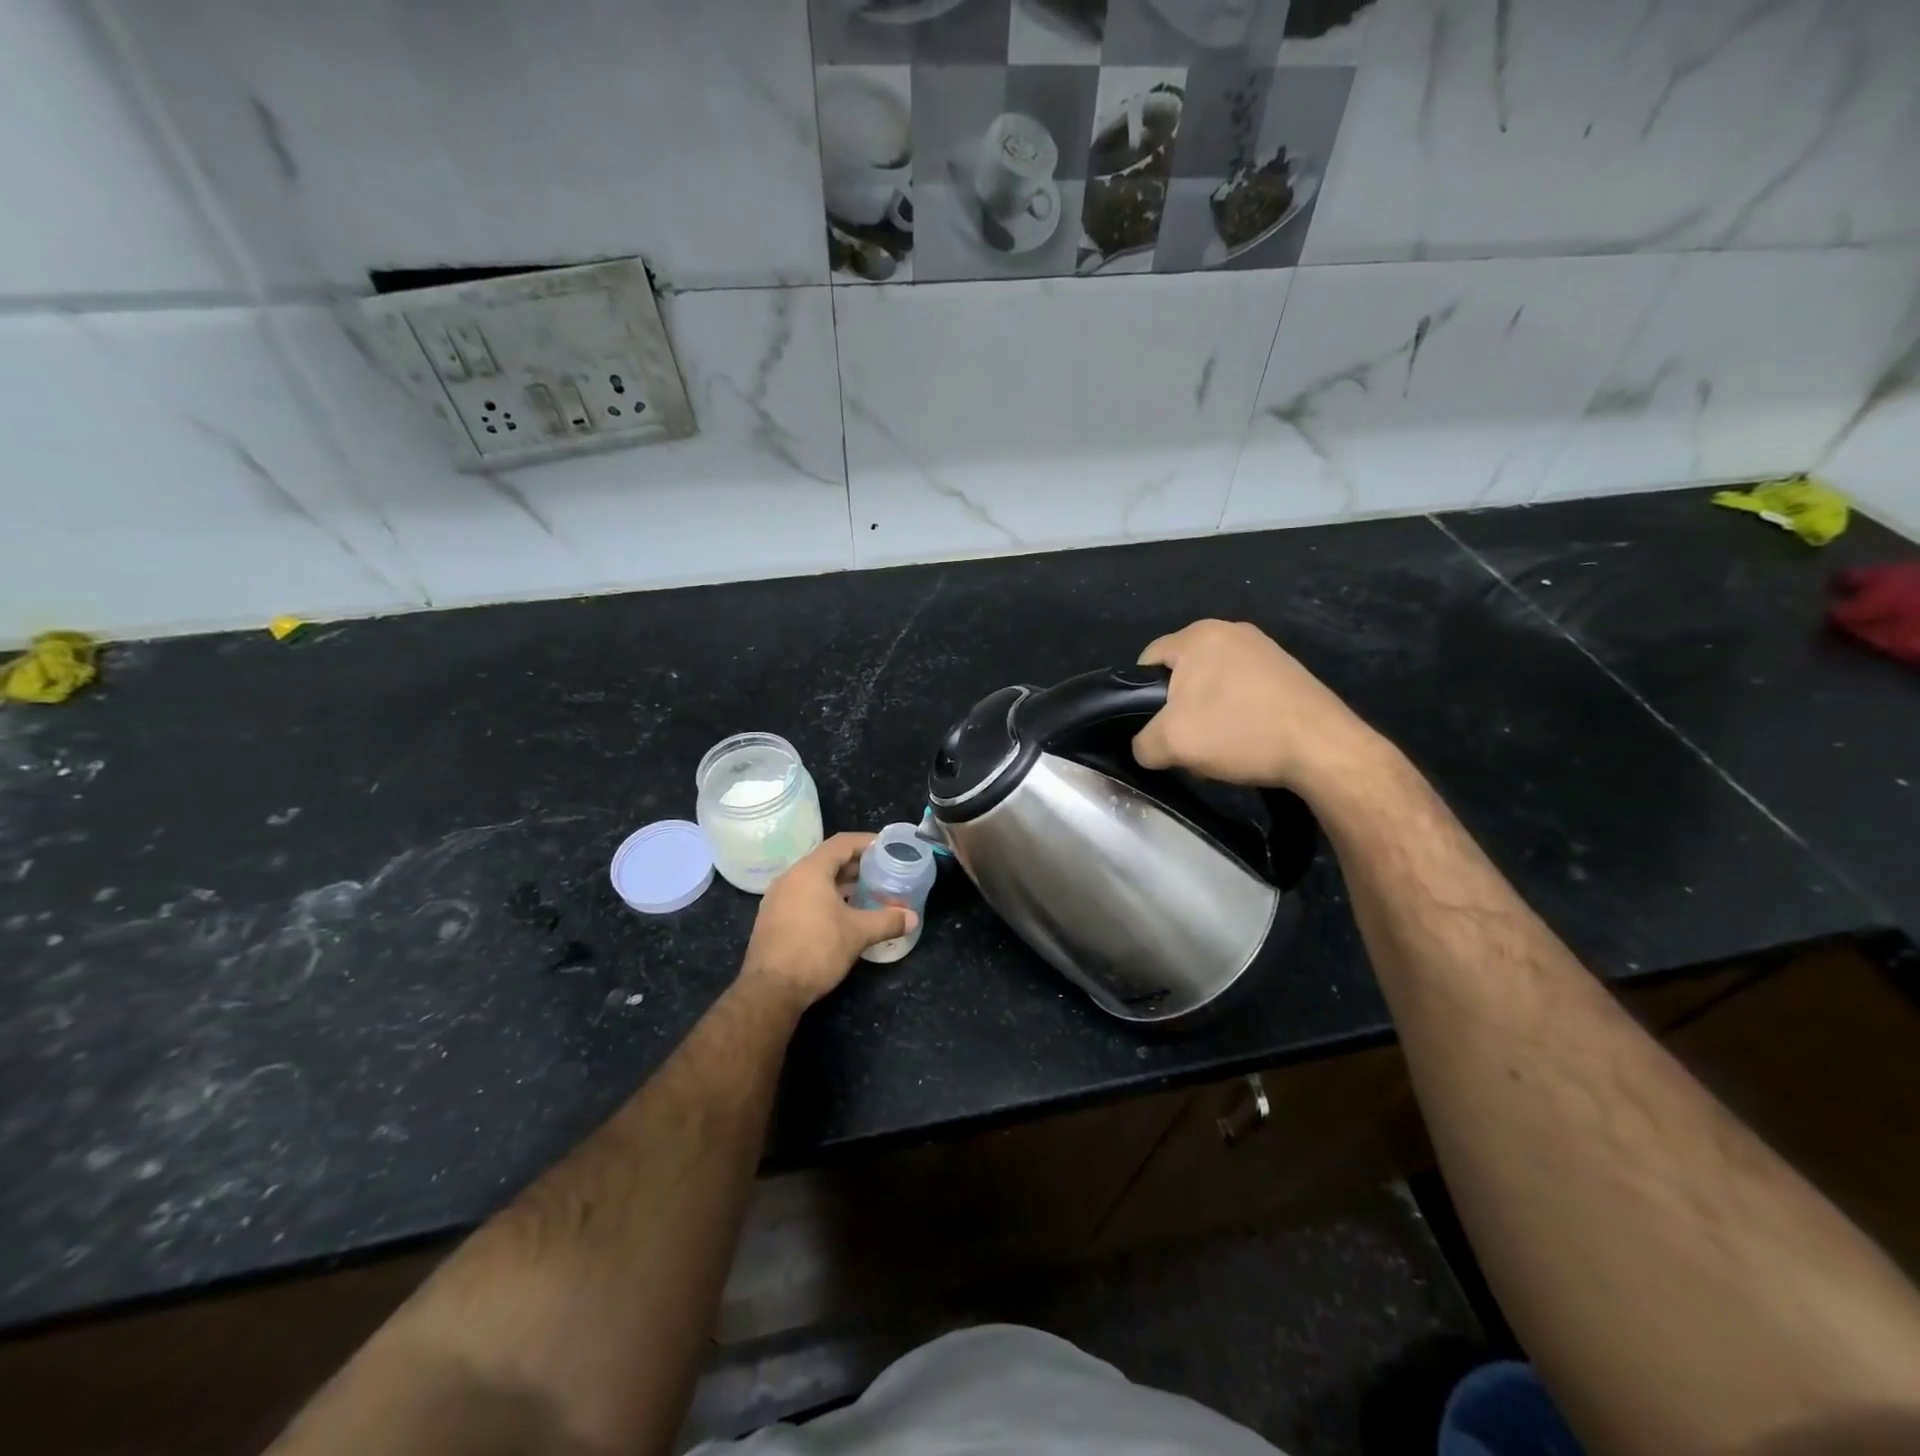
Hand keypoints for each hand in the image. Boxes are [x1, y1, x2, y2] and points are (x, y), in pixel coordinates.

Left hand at [740, 833, 915, 1010]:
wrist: (771, 990)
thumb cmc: (816, 950)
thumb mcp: (858, 934)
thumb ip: (887, 921)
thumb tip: (913, 918)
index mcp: (809, 871)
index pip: (842, 843)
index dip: (867, 842)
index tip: (887, 848)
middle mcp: (790, 878)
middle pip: (827, 860)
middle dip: (856, 865)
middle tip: (882, 872)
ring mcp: (778, 898)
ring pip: (814, 880)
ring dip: (840, 883)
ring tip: (867, 893)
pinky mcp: (773, 918)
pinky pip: (803, 896)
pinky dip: (825, 898)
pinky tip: (842, 915)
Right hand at [1132, 619, 1381, 791]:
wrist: (1322, 748)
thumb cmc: (1239, 732)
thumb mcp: (1171, 744)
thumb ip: (1142, 743)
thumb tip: (1146, 746)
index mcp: (1198, 636)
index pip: (1147, 659)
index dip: (1139, 696)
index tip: (1153, 728)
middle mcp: (1231, 631)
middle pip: (1182, 673)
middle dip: (1178, 709)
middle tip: (1186, 742)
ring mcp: (1264, 649)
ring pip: (1213, 685)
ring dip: (1208, 716)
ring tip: (1219, 747)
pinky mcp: (1288, 671)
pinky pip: (1244, 690)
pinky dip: (1238, 714)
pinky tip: (1248, 741)